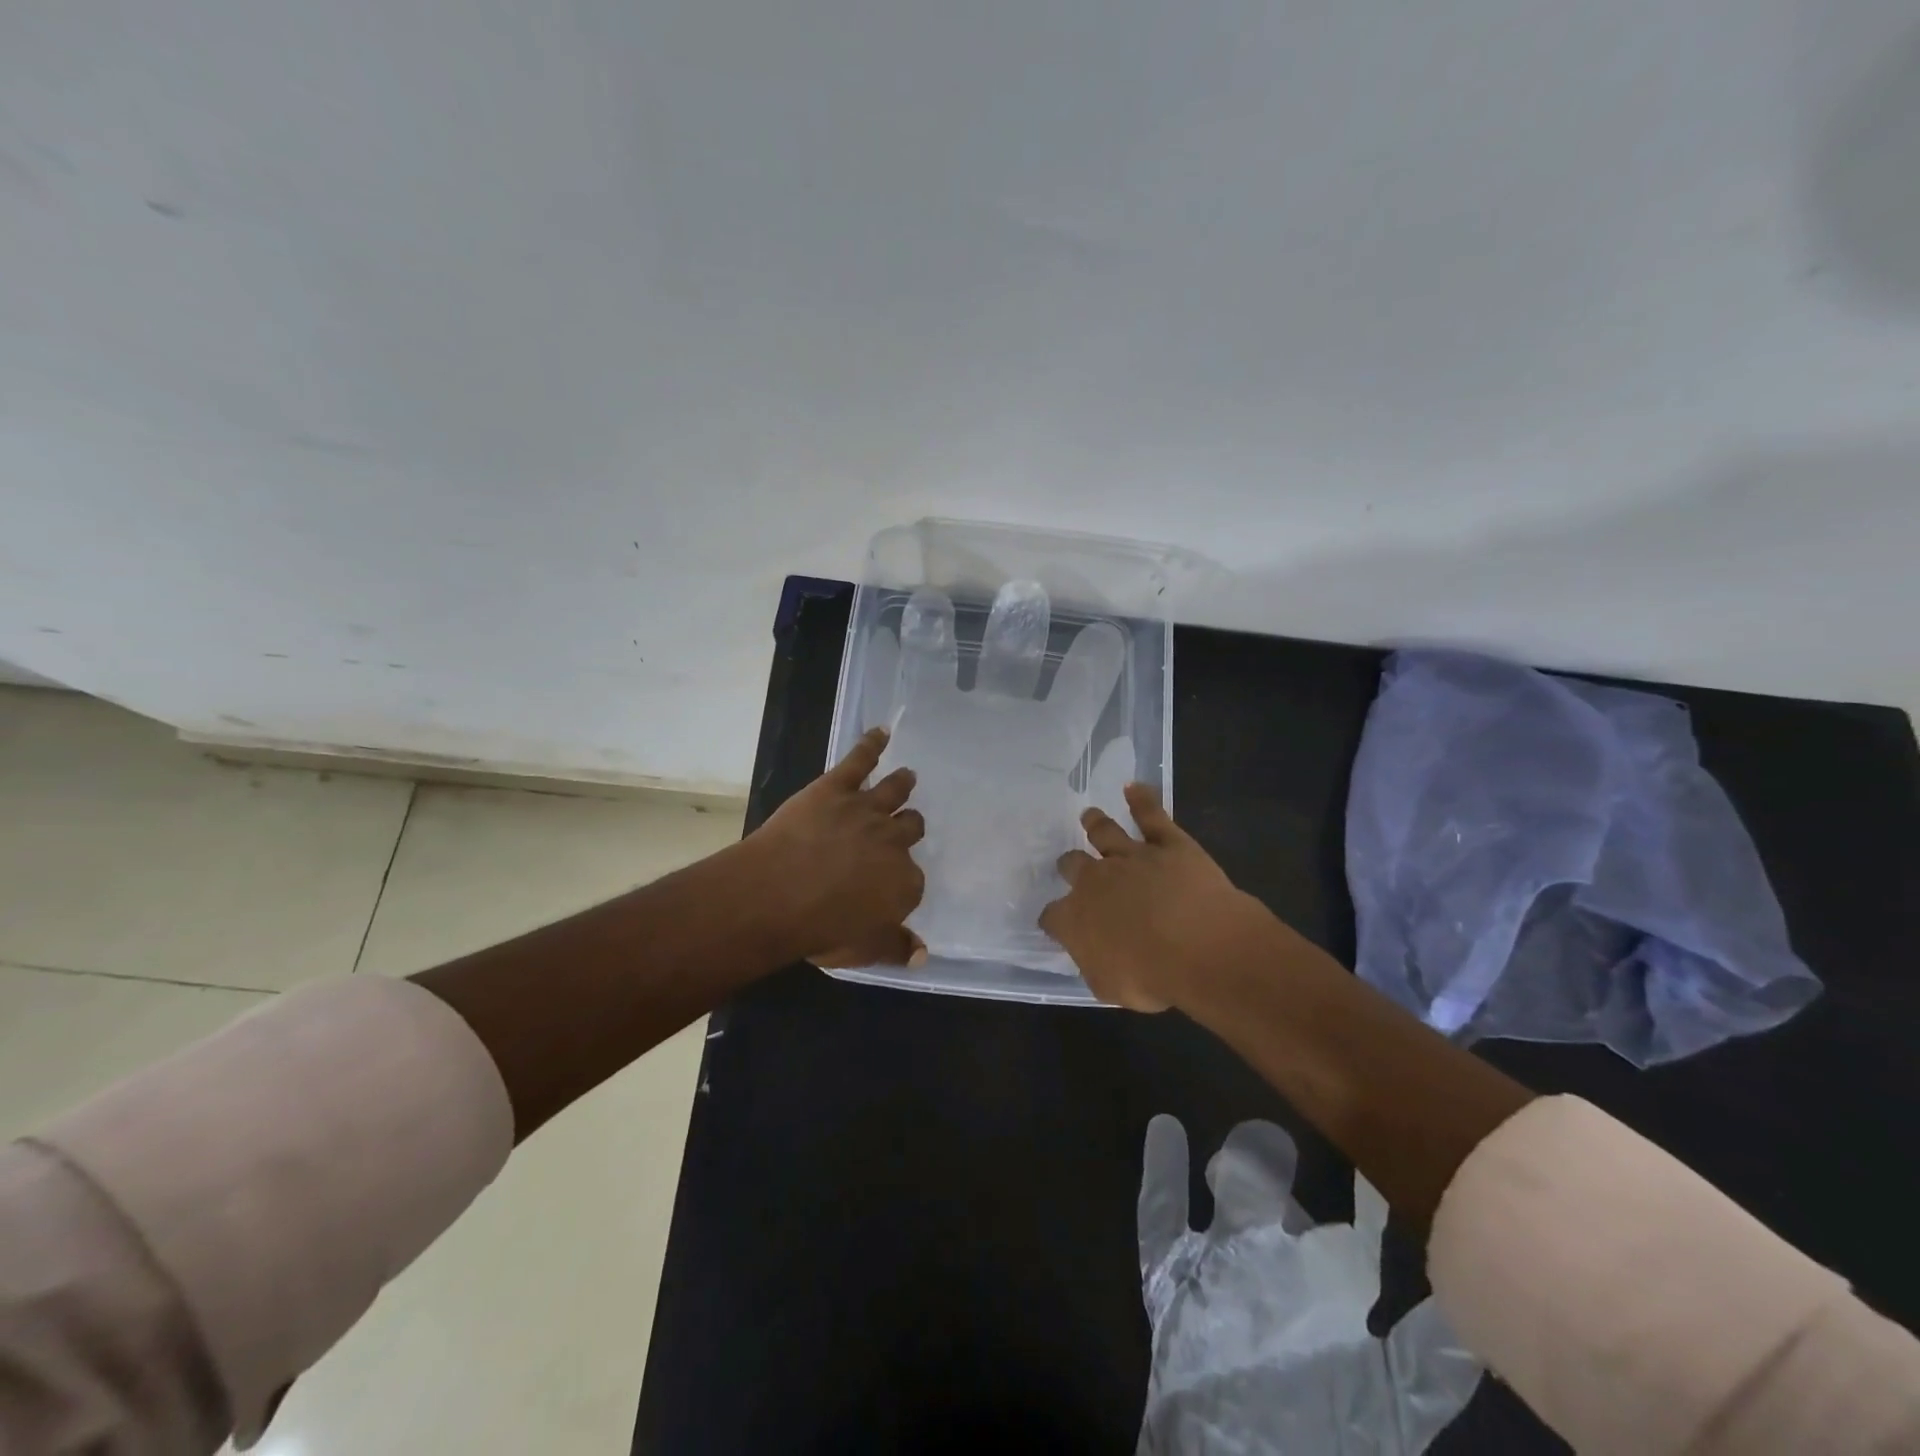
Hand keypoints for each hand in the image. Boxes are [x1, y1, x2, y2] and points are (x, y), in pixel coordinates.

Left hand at [743, 727, 927, 967]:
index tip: (891, 883)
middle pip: (911, 827)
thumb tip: (923, 954)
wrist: (778, 894)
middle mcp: (894, 841)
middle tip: (905, 824)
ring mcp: (867, 809)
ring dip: (902, 783)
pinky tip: (880, 732)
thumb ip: (896, 948)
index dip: (902, 880)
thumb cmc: (821, 929)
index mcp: (905, 882)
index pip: (913, 879)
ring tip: (908, 775)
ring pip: (894, 790)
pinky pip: (859, 760)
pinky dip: (871, 744)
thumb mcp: (863, 949)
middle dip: (909, 826)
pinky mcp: (837, 787)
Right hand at [1041, 785, 1275, 1010]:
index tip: (1056, 921)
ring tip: (1089, 815)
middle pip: (1073, 865)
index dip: (1054, 918)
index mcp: (1076, 919)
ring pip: (1105, 832)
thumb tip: (1092, 954)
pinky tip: (1134, 787)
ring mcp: (1130, 857)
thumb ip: (1095, 965)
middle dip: (1070, 865)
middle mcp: (1095, 881)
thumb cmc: (1153, 978)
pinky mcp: (1167, 843)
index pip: (1053, 916)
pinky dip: (1142, 800)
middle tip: (1071, 864)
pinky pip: (1151, 815)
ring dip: (1096, 823)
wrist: (1200, 946)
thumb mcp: (1111, 988)